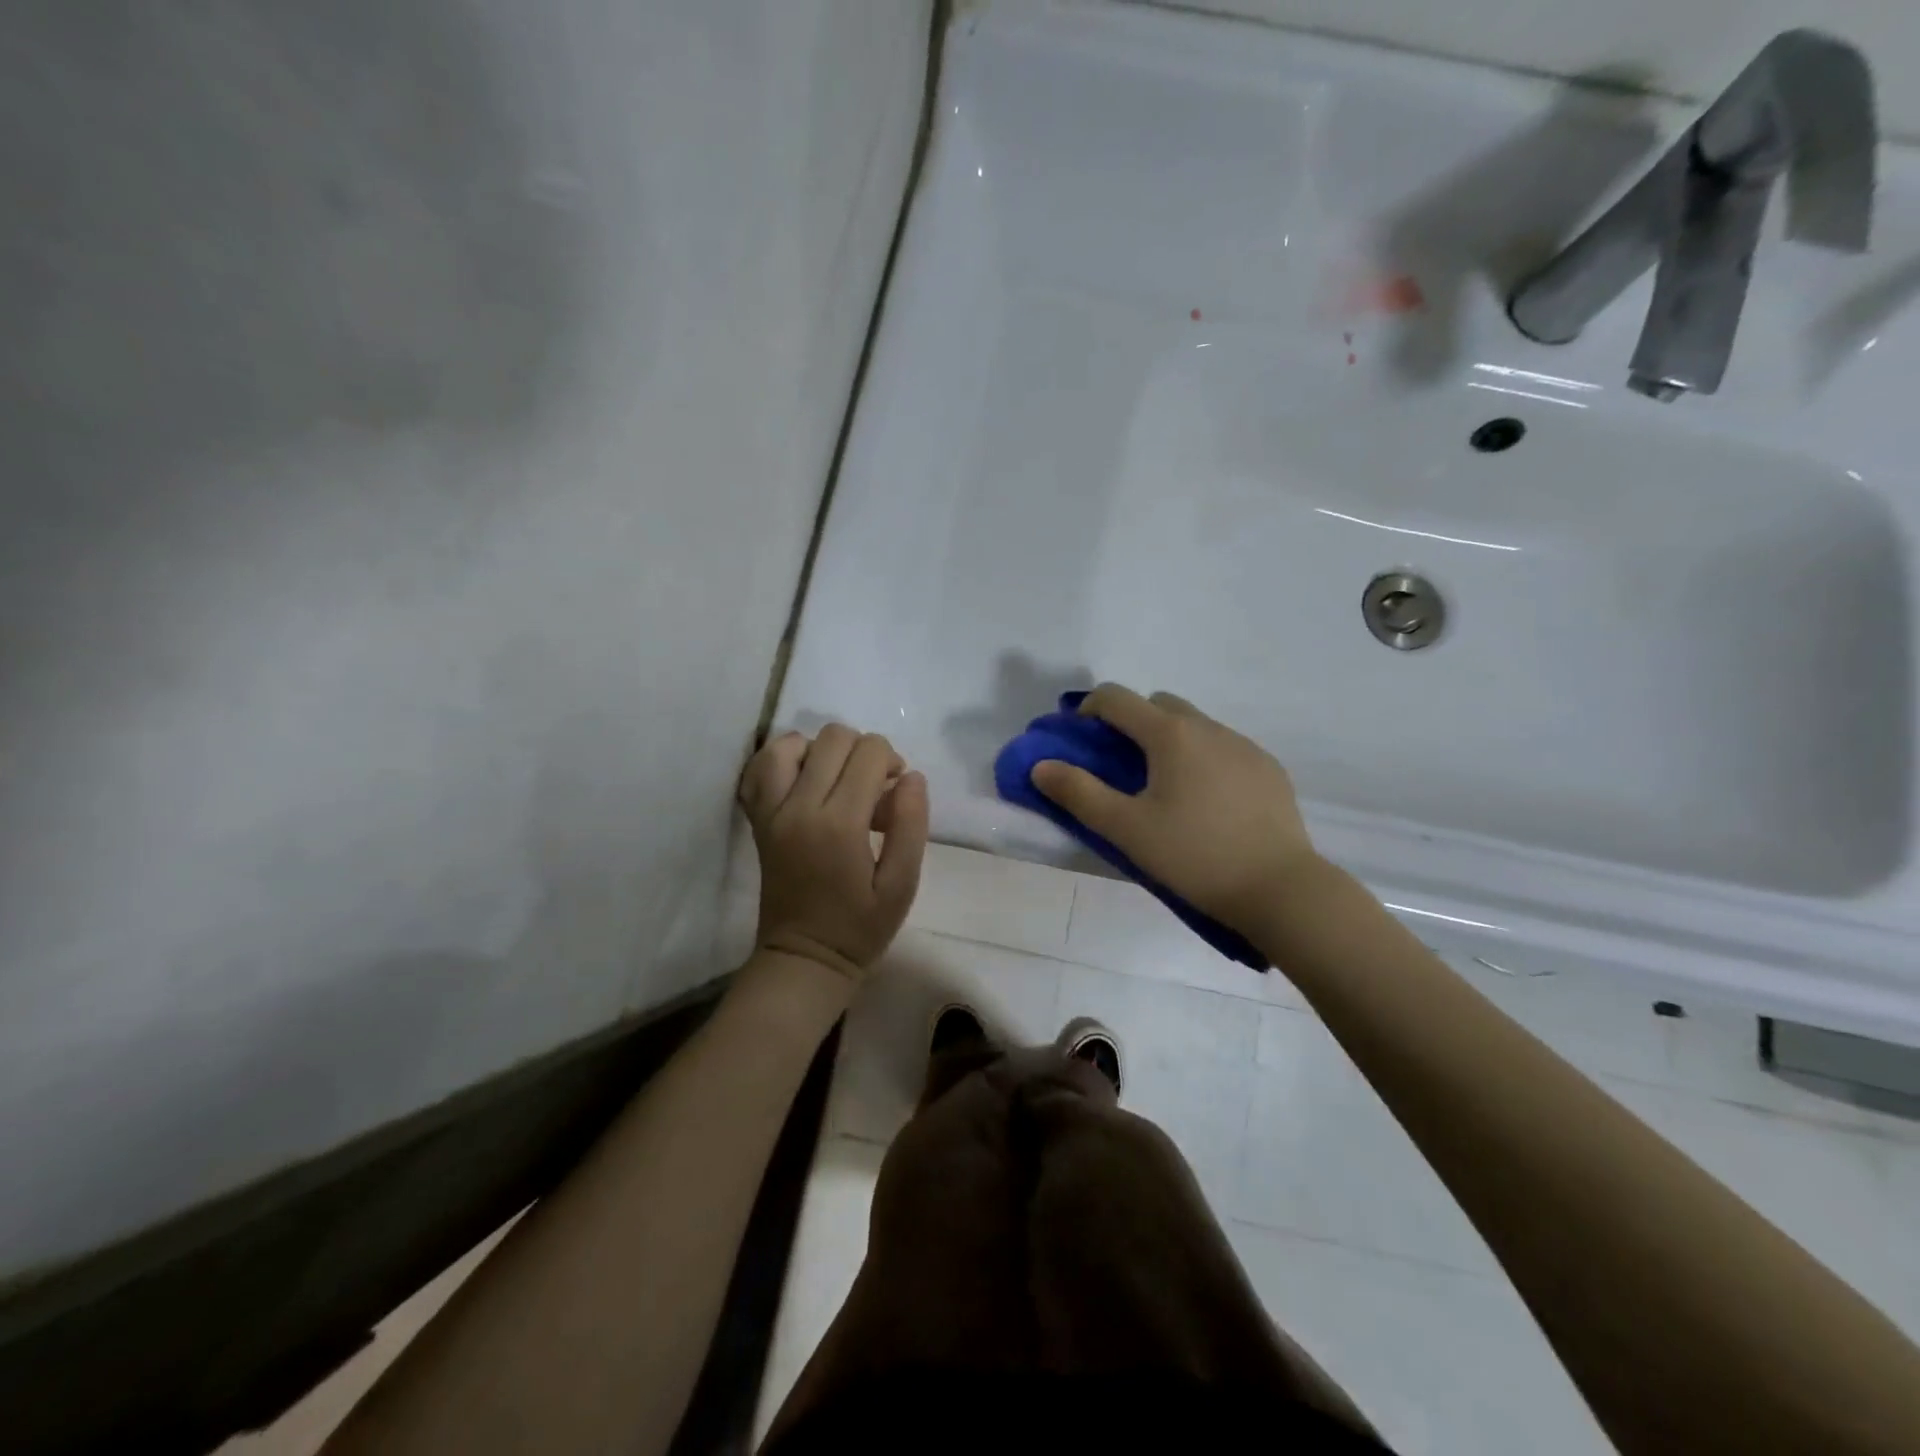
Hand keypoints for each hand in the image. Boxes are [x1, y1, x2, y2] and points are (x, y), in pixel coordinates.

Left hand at [738, 724, 929, 985]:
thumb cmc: (860, 926)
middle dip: (863, 751)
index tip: (896, 790)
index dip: (891, 761)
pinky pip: (761, 767)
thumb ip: (911, 826)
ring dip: (823, 751)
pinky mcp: (758, 818)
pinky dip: (785, 759)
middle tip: (873, 788)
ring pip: (792, 743)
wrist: (804, 958)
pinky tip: (805, 778)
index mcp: (840, 824)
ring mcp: (772, 811)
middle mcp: (800, 807)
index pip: (869, 753)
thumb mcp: (902, 885)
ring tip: (838, 781)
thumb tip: (911, 777)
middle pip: (834, 738)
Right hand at [1030, 684, 1319, 933]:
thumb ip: (1078, 793)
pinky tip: (1206, 803)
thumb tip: (1041, 765)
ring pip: (1194, 724)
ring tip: (1164, 788)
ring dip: (1169, 740)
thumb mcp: (1126, 830)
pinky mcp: (1268, 768)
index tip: (1077, 738)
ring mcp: (1244, 745)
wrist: (1281, 889)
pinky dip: (1203, 758)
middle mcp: (1208, 727)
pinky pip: (1224, 747)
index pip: (1116, 698)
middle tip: (1119, 766)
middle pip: (1158, 704)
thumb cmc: (1194, 856)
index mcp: (1170, 734)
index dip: (1088, 709)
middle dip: (1130, 722)